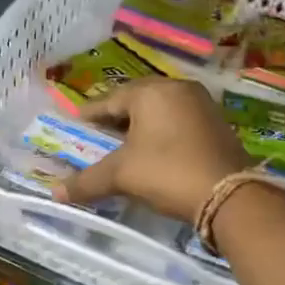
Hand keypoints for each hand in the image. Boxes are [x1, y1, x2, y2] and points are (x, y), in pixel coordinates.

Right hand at [55, 79, 251, 221]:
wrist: (229, 195)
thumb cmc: (168, 172)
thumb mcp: (122, 176)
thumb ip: (87, 180)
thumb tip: (54, 193)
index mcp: (151, 92)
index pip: (109, 100)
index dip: (89, 115)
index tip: (74, 126)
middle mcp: (177, 89)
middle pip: (136, 101)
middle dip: (116, 119)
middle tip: (97, 136)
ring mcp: (201, 104)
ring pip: (160, 111)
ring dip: (140, 126)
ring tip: (123, 145)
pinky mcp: (217, 123)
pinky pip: (178, 121)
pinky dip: (162, 133)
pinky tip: (154, 152)